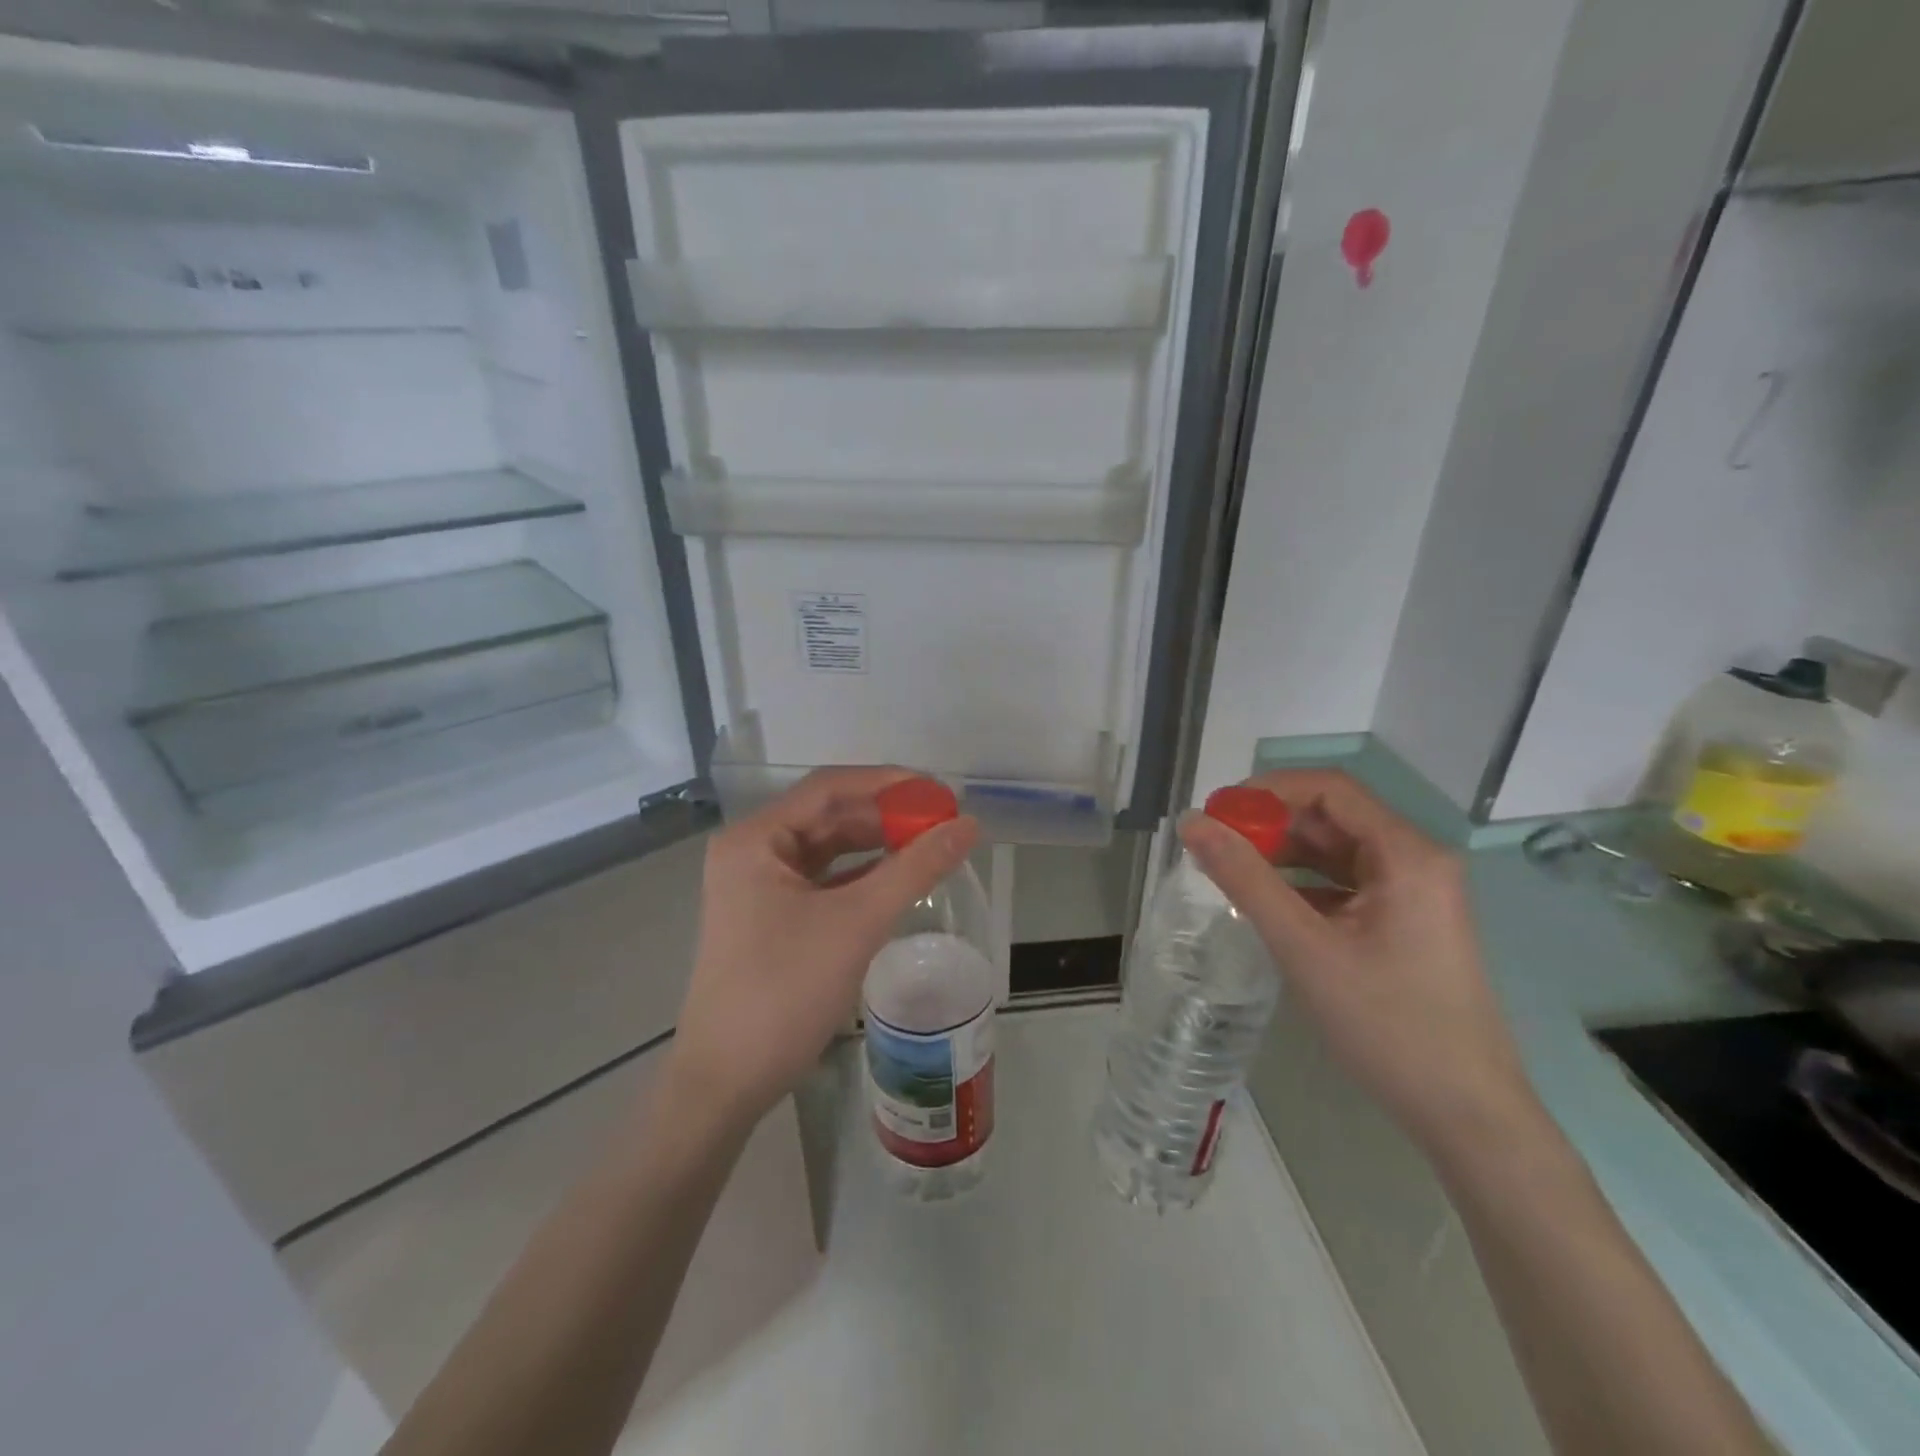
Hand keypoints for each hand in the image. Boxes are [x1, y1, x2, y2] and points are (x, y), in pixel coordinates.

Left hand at [666, 768, 979, 1128]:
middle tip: (943, 821)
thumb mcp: (856, 923)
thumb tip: (969, 825)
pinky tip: (901, 877)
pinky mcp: (772, 915)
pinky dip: (863, 875)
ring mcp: (760, 885)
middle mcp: (753, 851)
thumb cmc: (784, 991)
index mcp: (756, 839)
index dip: (888, 783)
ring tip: (931, 844)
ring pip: (829, 848)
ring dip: (878, 844)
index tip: (939, 792)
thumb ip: (915, 869)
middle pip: (829, 815)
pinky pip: (825, 880)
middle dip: (886, 816)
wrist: (726, 1082)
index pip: (829, 788)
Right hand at [1179, 768, 1538, 1158]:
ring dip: (1283, 854)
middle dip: (1270, 824)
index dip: (1267, 790)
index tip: (1216, 812)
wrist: (1465, 1114)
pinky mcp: (1406, 921)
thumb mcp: (1303, 947)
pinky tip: (1267, 904)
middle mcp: (1416, 861)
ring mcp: (1414, 893)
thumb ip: (1245, 879)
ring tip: (1230, 871)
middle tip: (1213, 844)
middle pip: (1333, 817)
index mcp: (1407, 854)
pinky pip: (1346, 884)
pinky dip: (1303, 885)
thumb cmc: (1386, 1025)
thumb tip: (1192, 823)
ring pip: (1337, 851)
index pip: (1329, 789)